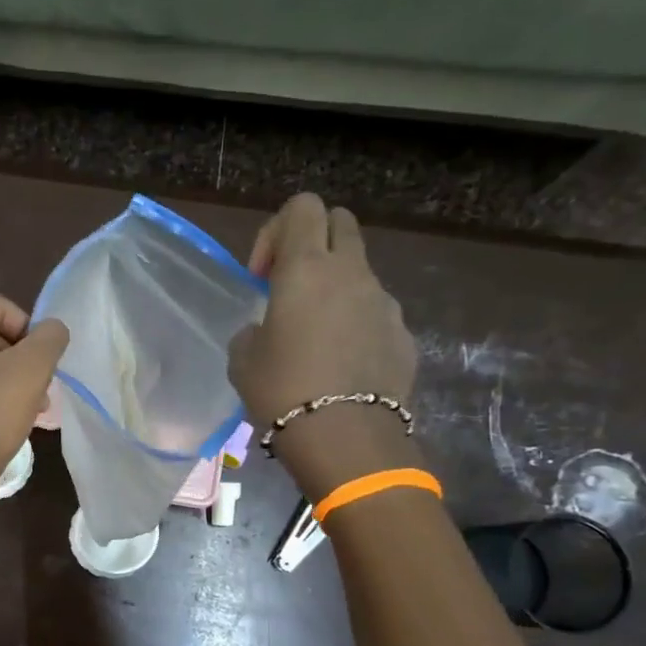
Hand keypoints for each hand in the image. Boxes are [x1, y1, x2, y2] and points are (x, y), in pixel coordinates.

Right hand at [228, 193, 418, 489]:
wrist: (346, 438)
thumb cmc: (281, 390)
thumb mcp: (243, 358)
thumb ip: (254, 328)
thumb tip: (266, 329)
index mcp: (305, 268)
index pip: (301, 207)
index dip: (275, 232)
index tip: (261, 277)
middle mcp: (351, 272)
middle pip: (340, 221)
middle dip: (313, 240)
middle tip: (290, 285)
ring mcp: (383, 301)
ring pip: (359, 270)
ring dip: (335, 286)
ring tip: (314, 335)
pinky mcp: (403, 333)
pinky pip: (374, 312)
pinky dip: (355, 322)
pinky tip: (340, 364)